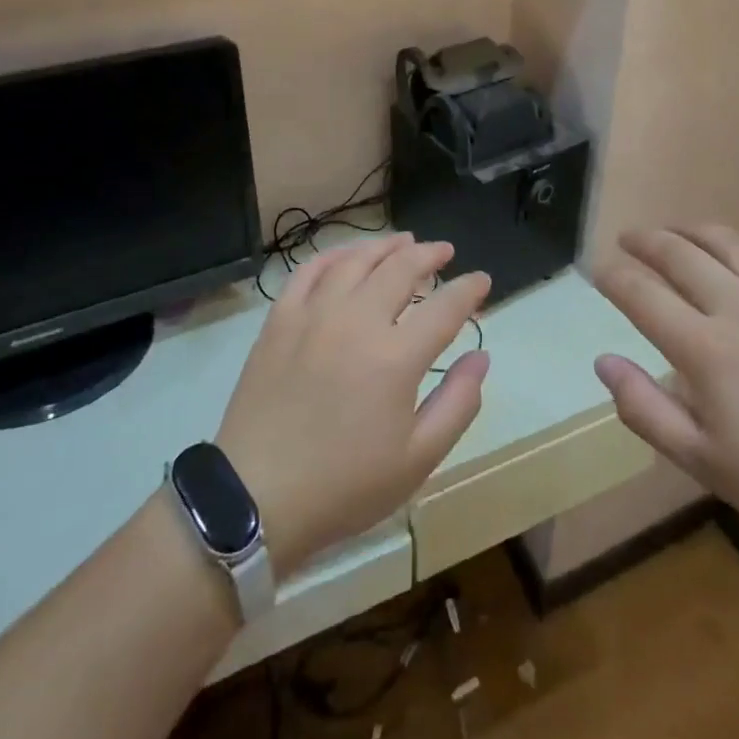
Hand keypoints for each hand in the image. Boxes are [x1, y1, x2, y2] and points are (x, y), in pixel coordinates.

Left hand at [216, 234, 490, 576]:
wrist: (256, 497)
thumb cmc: (344, 485)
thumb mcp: (417, 459)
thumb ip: (458, 403)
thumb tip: (481, 357)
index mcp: (396, 357)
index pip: (445, 306)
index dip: (469, 289)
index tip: (482, 281)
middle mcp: (356, 320)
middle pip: (401, 268)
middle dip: (429, 255)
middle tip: (444, 252)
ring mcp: (313, 314)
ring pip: (356, 260)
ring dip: (385, 246)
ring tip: (403, 241)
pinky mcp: (280, 319)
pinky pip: (309, 270)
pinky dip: (334, 255)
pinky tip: (347, 256)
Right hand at [594, 226, 738, 561]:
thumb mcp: (704, 462)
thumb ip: (645, 409)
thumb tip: (603, 361)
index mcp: (705, 349)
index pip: (641, 294)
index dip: (612, 277)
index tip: (598, 272)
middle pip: (678, 253)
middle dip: (644, 241)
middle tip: (627, 240)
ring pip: (725, 241)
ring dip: (689, 231)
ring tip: (672, 233)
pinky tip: (738, 252)